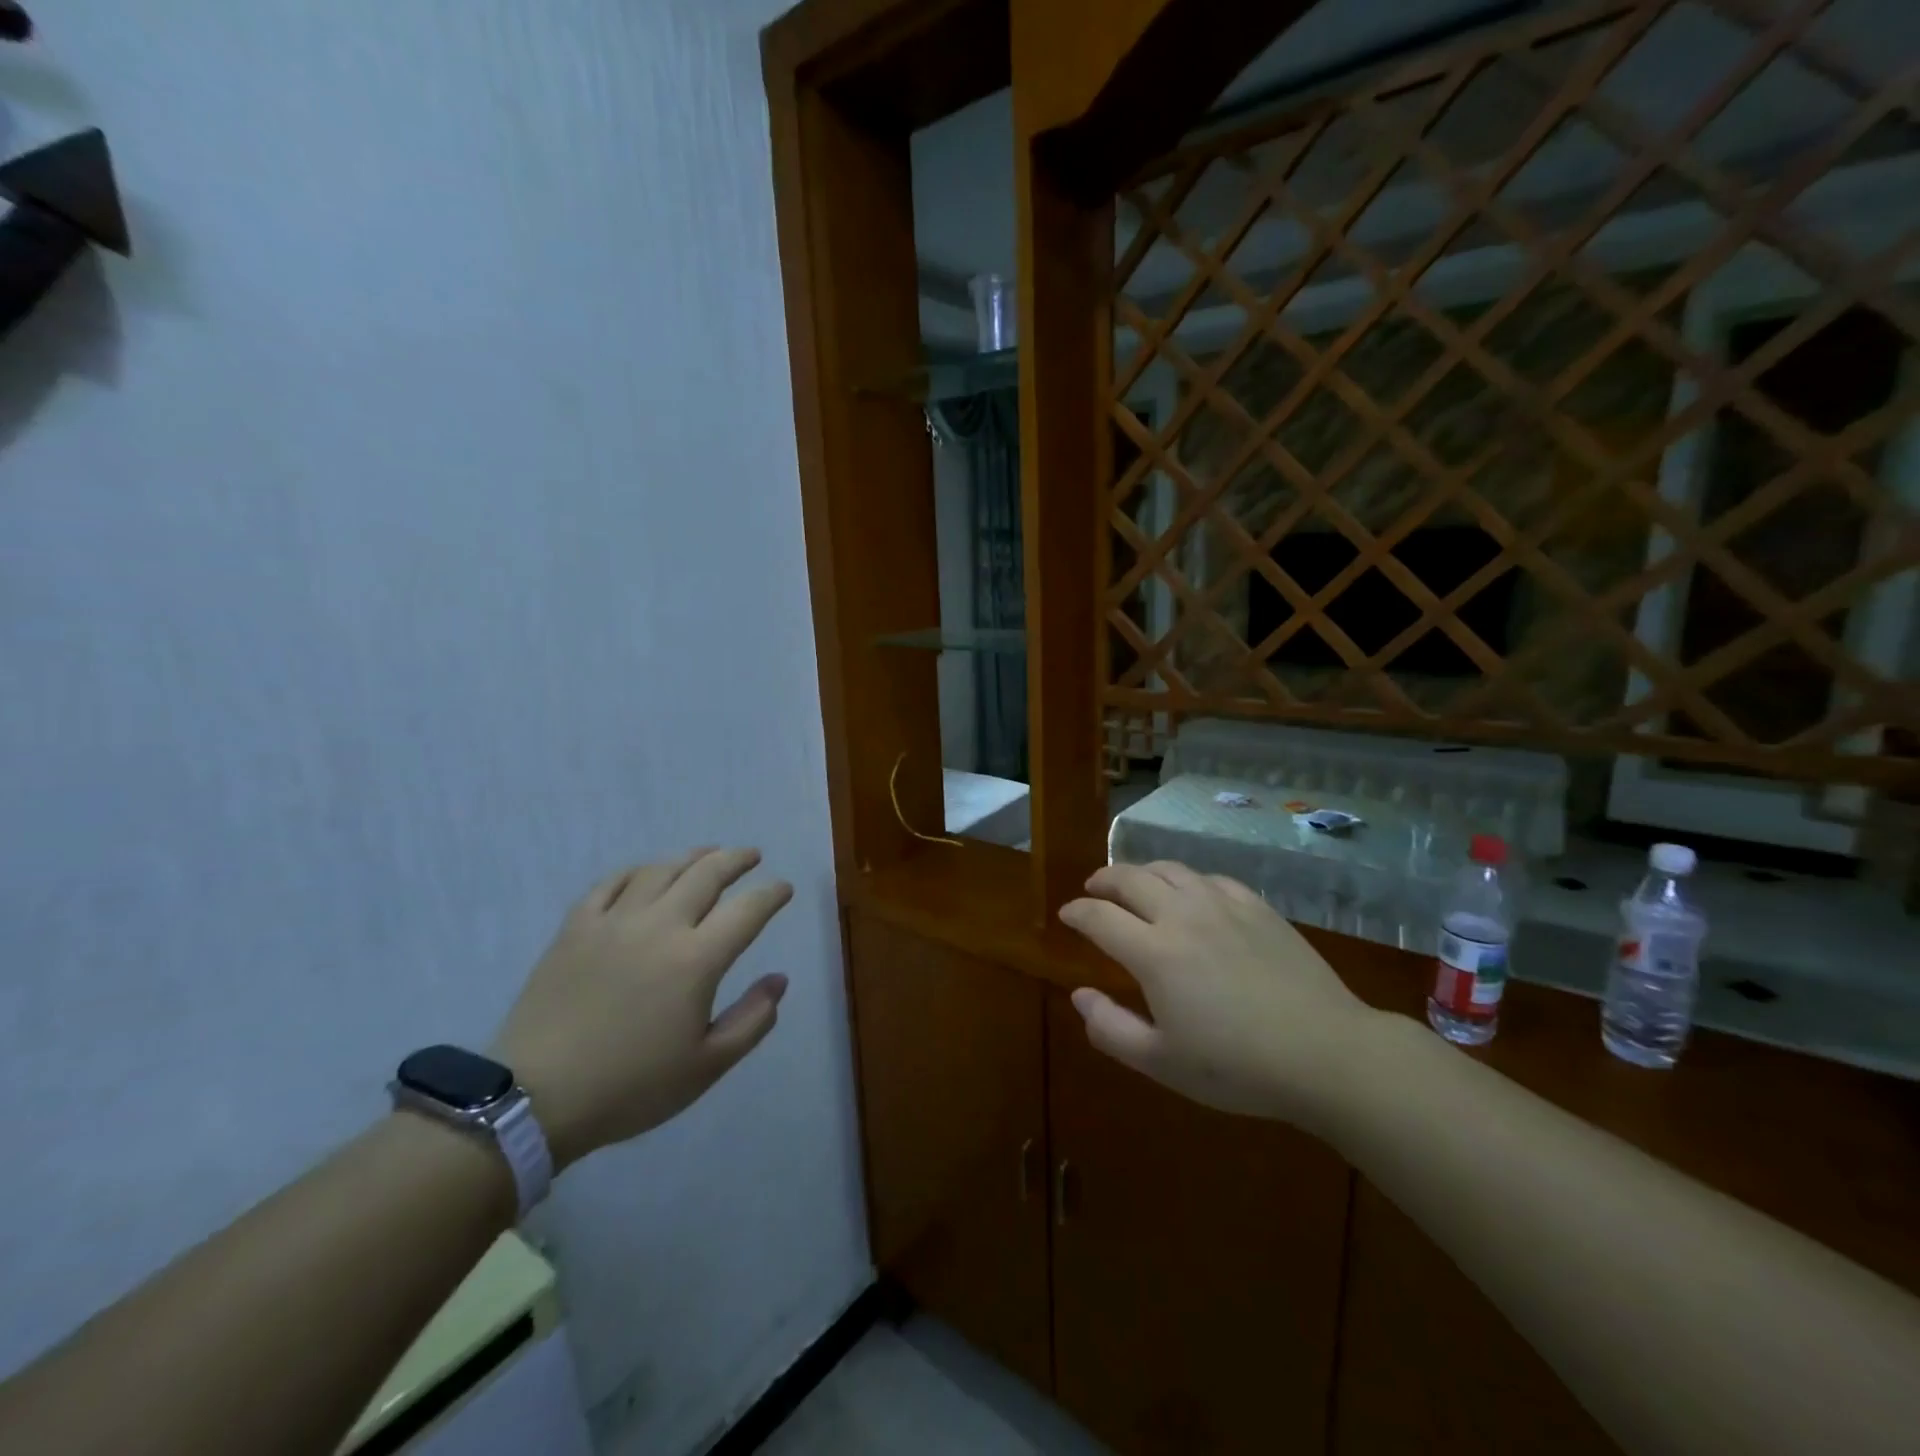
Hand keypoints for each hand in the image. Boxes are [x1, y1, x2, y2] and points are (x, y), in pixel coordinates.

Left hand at [494, 848, 792, 1170]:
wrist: (534, 1099)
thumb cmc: (630, 1087)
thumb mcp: (706, 1067)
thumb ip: (752, 1020)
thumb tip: (779, 980)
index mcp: (697, 960)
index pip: (748, 910)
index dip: (771, 894)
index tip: (783, 889)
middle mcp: (660, 926)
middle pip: (707, 874)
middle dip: (736, 859)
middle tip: (751, 855)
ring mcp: (614, 922)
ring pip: (661, 870)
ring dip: (692, 856)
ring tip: (708, 854)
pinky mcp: (576, 928)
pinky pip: (611, 883)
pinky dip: (637, 871)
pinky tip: (646, 873)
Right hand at [1059, 861, 1388, 1131]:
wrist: (1327, 1053)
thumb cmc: (1237, 1066)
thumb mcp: (1162, 1062)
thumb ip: (1111, 1028)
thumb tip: (1079, 995)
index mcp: (1153, 952)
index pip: (1099, 917)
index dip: (1076, 912)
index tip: (1066, 914)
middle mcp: (1182, 915)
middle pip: (1130, 878)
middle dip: (1103, 880)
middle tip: (1093, 889)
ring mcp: (1223, 905)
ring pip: (1170, 869)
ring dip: (1143, 872)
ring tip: (1136, 884)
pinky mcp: (1257, 907)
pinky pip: (1211, 878)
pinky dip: (1188, 880)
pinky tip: (1192, 894)